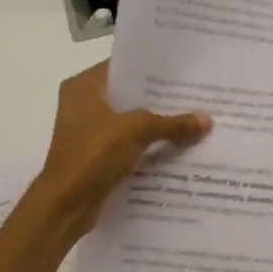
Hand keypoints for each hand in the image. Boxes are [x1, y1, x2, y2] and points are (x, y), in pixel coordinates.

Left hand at [29, 62, 210, 236]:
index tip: (184, 70)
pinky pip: (129, 144)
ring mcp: (89, 132)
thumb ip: (172, 123)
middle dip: (161, 99)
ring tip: (194, 120)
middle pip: (129, 95)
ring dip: (157, 125)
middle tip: (197, 95)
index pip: (123, 66)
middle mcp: (83, 104)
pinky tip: (178, 148)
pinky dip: (149, 147)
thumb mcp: (137, 131)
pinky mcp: (96, 156)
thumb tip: (207, 120)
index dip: (152, 68)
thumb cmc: (93, 155)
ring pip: (131, 122)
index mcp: (83, 87)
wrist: (65, 205)